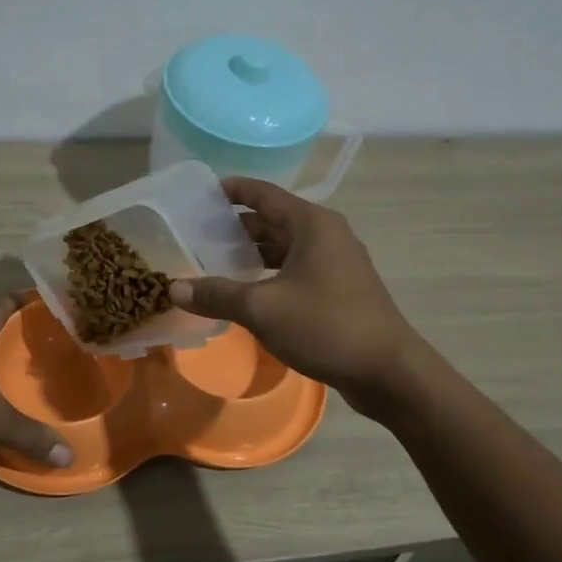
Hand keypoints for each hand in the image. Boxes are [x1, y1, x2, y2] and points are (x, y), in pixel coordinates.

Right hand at [169, 177, 420, 417]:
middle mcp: (326, 235)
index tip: (202, 192)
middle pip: (273, 220)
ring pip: (285, 247)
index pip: (264, 194)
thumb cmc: (325, 325)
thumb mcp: (262, 309)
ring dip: (253, 252)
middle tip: (197, 233)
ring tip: (214, 261)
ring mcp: (336, 263)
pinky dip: (270, 273)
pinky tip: (247, 290)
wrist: (388, 371)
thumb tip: (174, 289)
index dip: (233, 190)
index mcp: (312, 224)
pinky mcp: (339, 289)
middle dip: (236, 226)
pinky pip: (296, 269)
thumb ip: (217, 294)